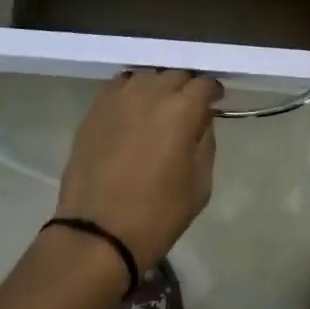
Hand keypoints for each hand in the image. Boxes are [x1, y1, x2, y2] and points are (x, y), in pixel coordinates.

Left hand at [54, 69, 222, 269]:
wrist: (97, 234)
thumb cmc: (157, 215)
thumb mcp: (200, 185)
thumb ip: (205, 143)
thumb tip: (201, 121)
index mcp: (181, 110)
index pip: (204, 83)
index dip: (212, 91)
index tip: (214, 103)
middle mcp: (150, 93)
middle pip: (175, 75)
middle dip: (186, 88)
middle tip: (188, 109)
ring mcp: (118, 98)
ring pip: (146, 77)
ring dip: (158, 88)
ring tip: (158, 108)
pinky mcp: (94, 109)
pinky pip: (119, 86)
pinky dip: (131, 92)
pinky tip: (132, 110)